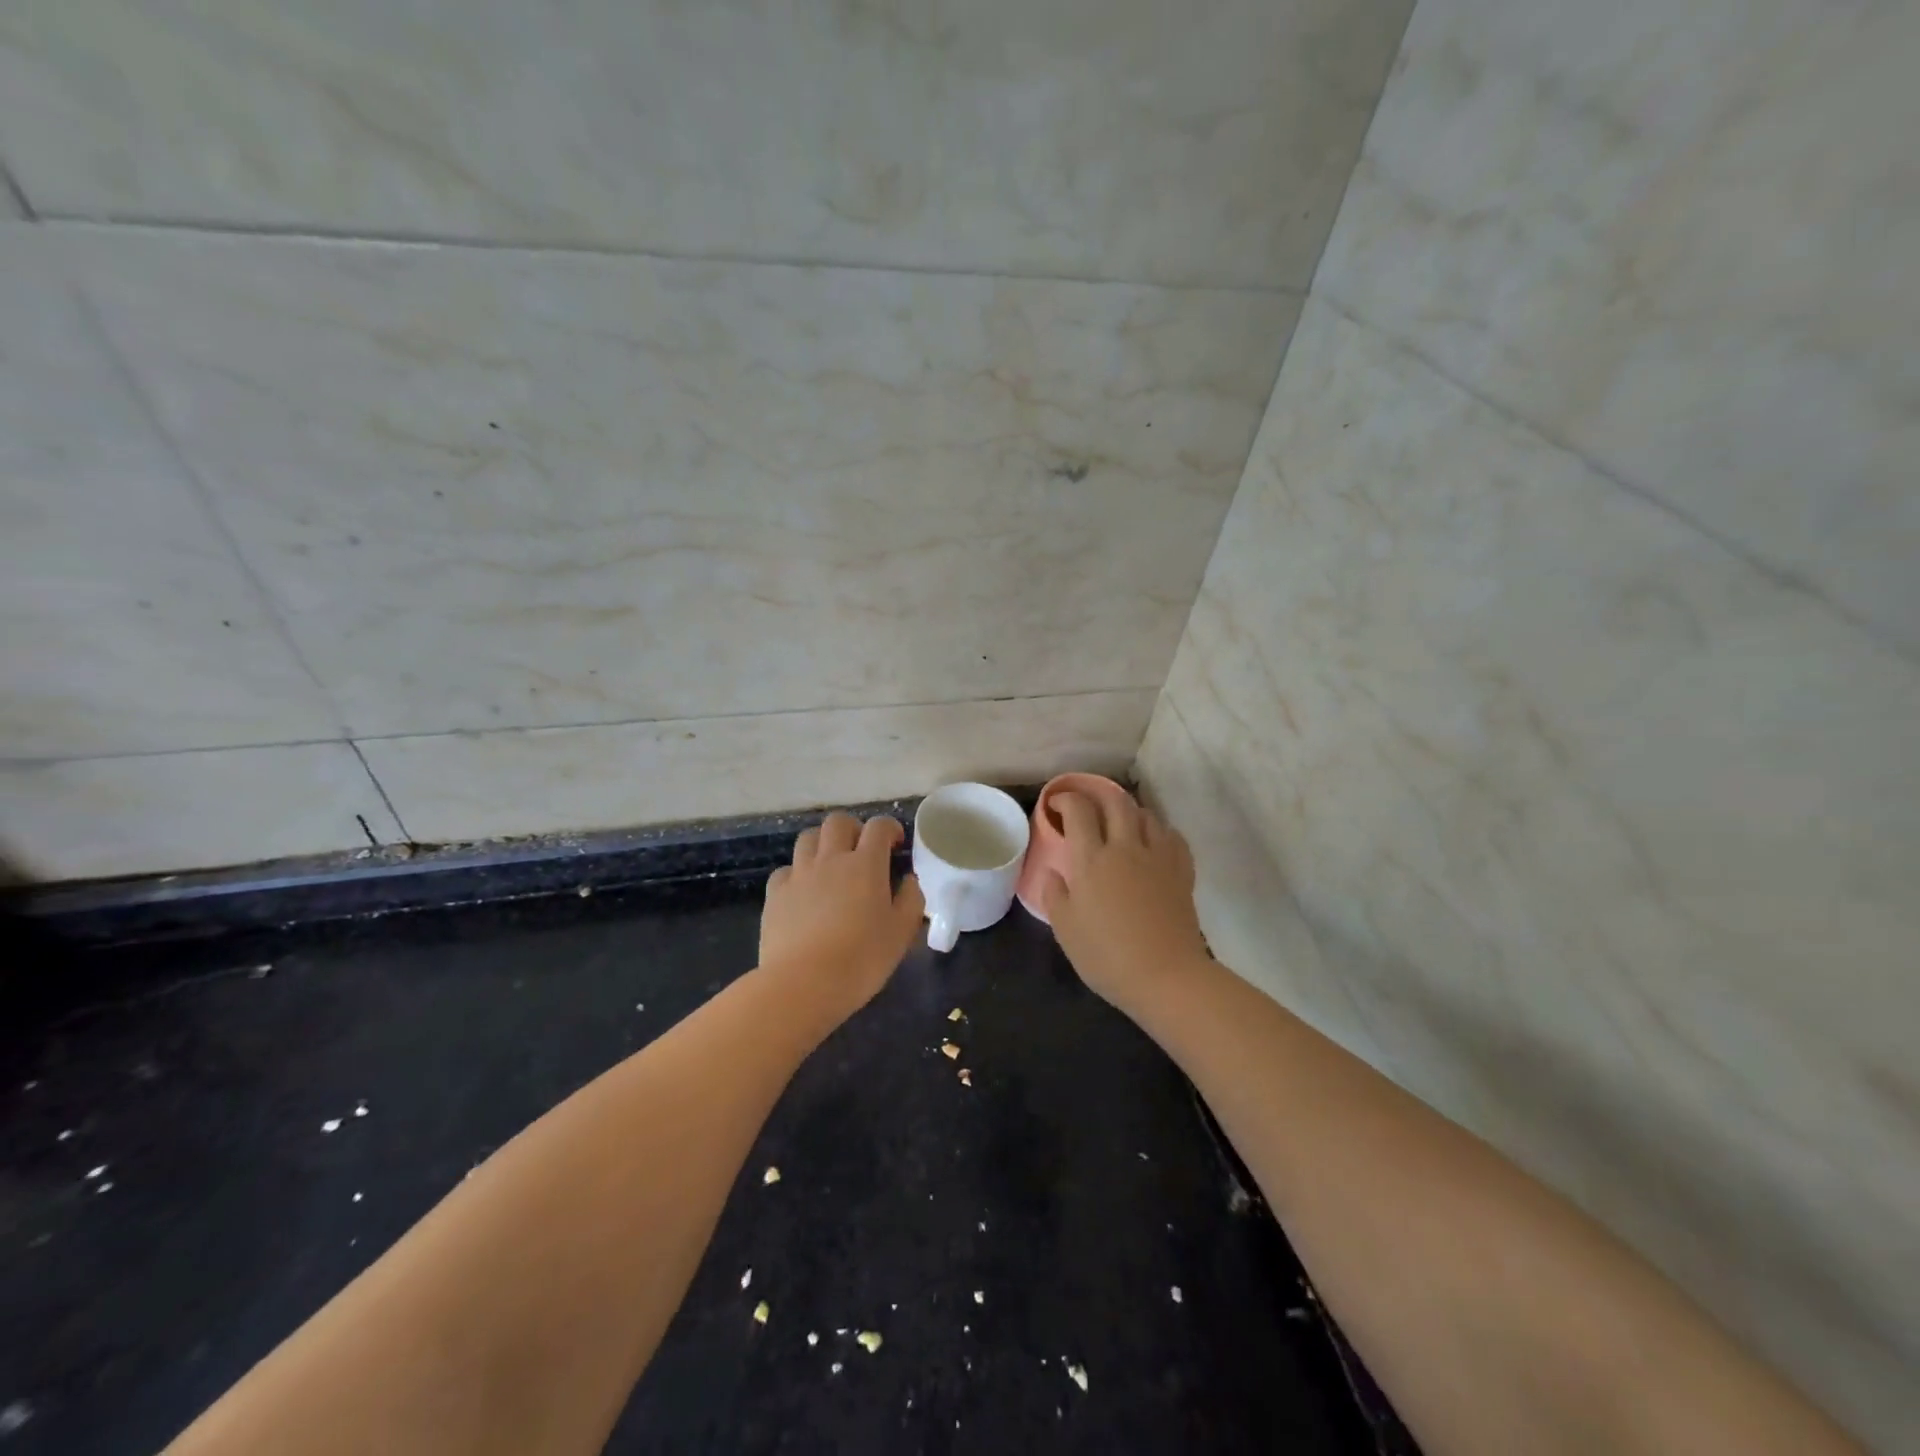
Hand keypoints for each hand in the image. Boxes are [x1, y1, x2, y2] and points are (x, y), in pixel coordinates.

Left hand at [760, 813, 924, 1020]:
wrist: (803, 985)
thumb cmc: (861, 959)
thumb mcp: (902, 933)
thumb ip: (911, 900)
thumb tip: (909, 880)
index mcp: (865, 864)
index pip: (879, 827)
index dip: (890, 828)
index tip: (896, 844)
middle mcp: (830, 859)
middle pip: (839, 822)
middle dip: (854, 829)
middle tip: (862, 851)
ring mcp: (799, 875)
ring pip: (808, 838)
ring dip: (823, 844)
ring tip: (831, 865)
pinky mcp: (775, 894)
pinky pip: (786, 870)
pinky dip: (797, 873)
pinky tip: (803, 892)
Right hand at [1041, 792, 1208, 1011]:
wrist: (1166, 976)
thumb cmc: (1107, 956)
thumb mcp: (1065, 930)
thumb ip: (1055, 894)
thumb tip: (1055, 873)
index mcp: (1091, 859)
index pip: (1078, 810)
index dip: (1065, 799)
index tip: (1057, 804)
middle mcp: (1125, 847)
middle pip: (1115, 802)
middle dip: (1098, 795)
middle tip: (1088, 806)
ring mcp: (1158, 857)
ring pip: (1146, 814)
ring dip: (1130, 811)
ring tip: (1121, 823)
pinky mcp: (1182, 871)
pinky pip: (1172, 836)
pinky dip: (1159, 831)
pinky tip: (1153, 842)